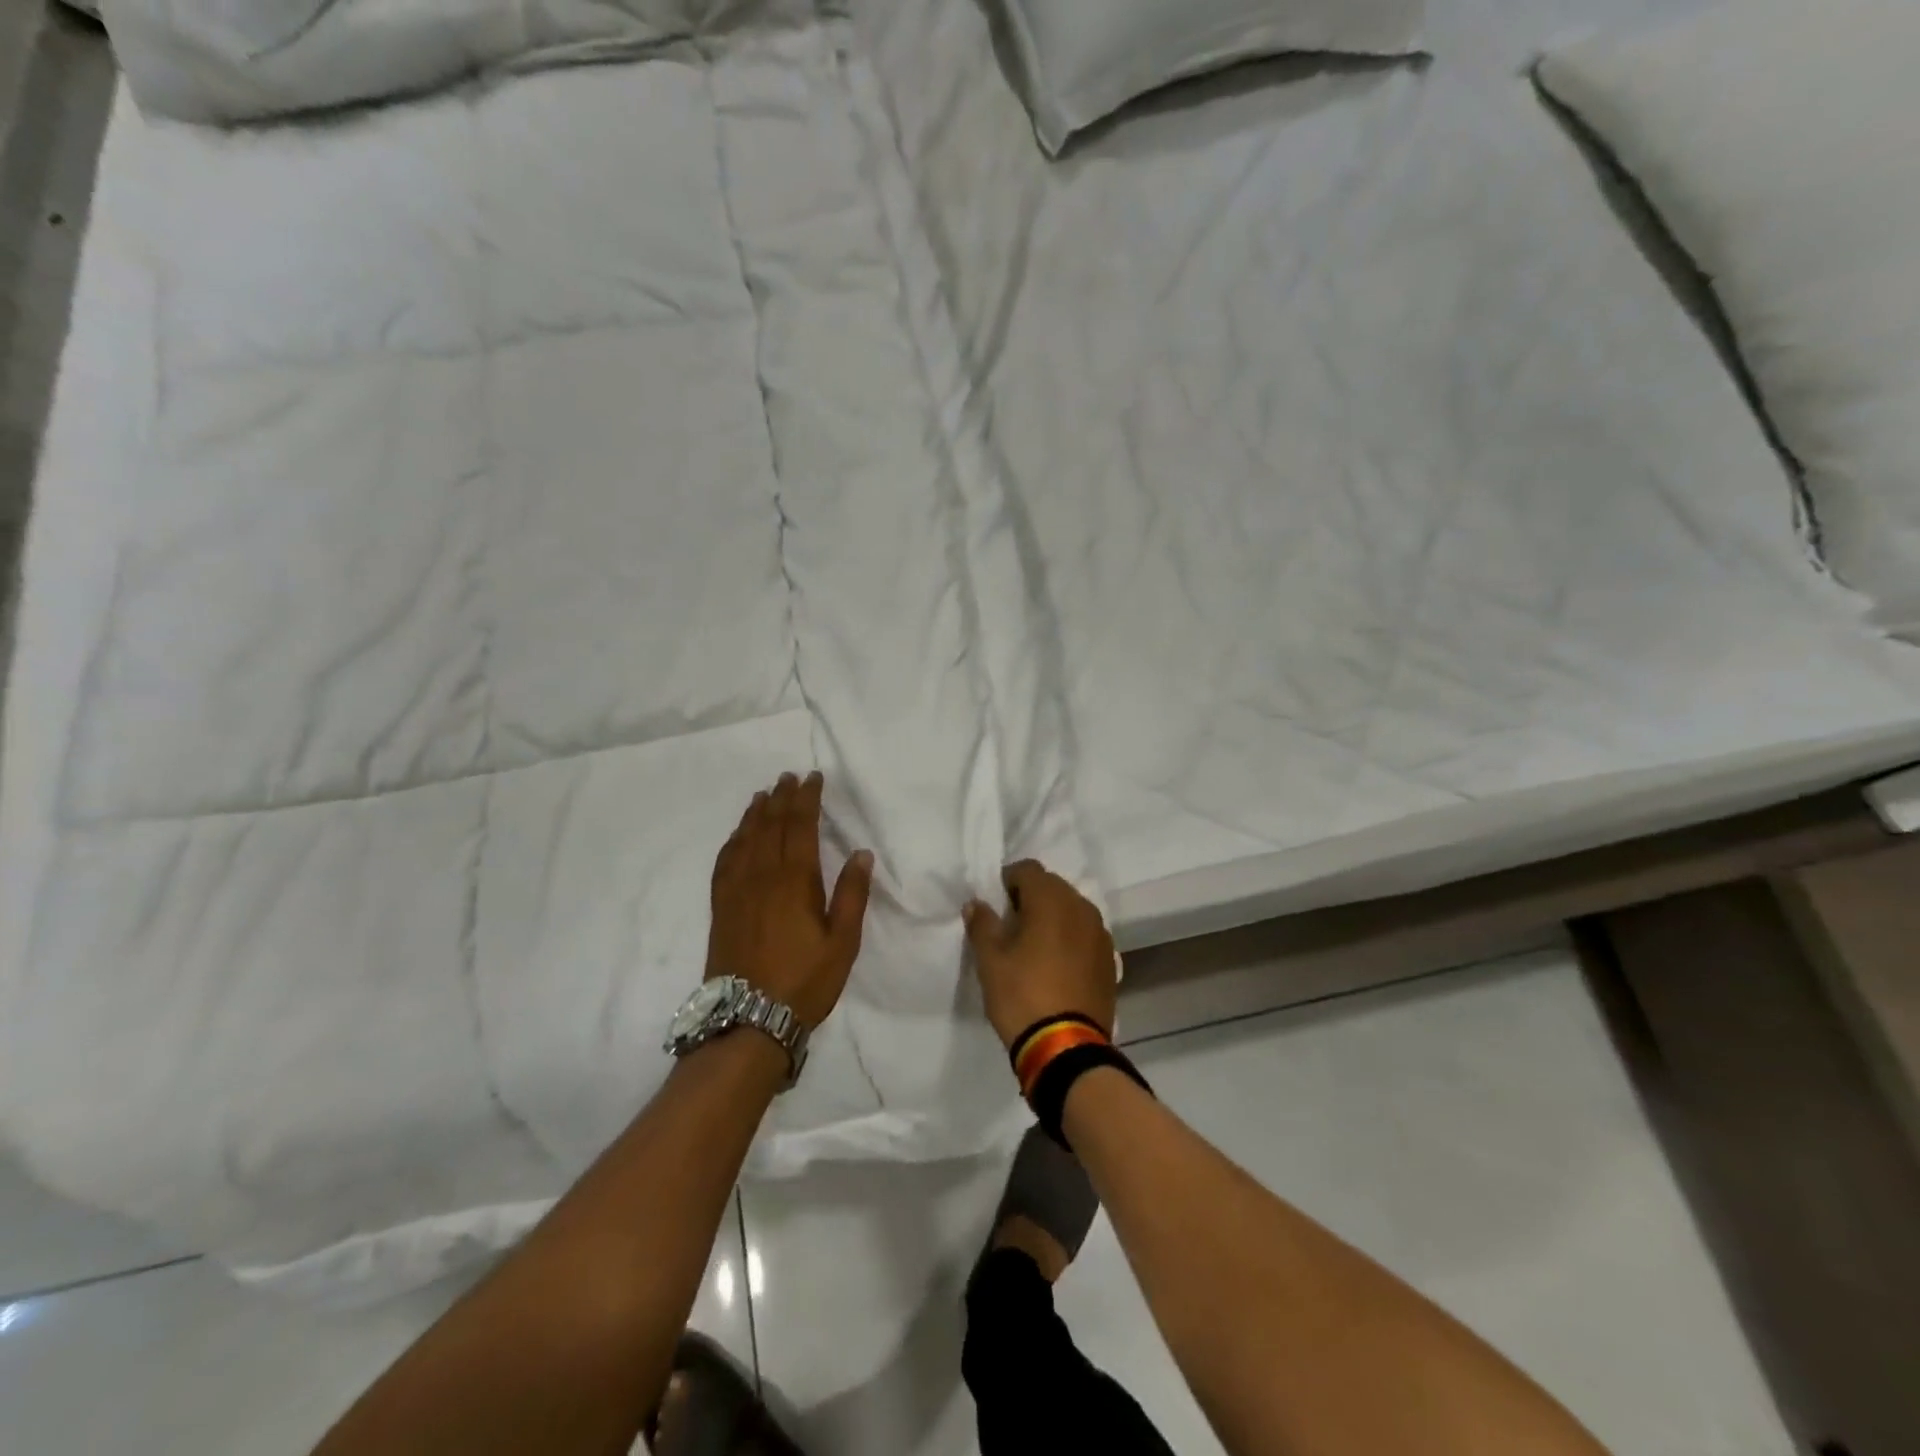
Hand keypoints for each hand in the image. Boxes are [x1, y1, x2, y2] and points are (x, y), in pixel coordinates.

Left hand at [707, 772, 874, 1028]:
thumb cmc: (805, 980)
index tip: (812, 778)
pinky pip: (725, 861)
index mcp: (795, 880)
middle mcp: (763, 875)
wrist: (748, 1018)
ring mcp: (737, 890)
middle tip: (788, 776)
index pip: (800, 826)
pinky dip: (733, 840)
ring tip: (764, 794)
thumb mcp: (843, 941)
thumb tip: (860, 853)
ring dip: (755, 812)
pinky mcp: (721, 906)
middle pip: (771, 825)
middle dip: (782, 797)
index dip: (807, 799)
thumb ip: (852, 894)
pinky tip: (737, 835)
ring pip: (745, 838)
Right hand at [963, 861, 1117, 1051]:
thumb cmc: (1022, 995)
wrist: (1067, 1048)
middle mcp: (1081, 907)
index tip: (995, 905)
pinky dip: (1070, 938)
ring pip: (1072, 909)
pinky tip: (1056, 964)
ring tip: (1034, 945)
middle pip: (1052, 886)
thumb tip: (977, 904)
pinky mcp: (1110, 960)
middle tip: (1011, 925)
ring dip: (1053, 917)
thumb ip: (982, 924)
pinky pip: (1085, 934)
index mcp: (1051, 899)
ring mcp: (1100, 933)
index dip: (1008, 881)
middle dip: (1031, 897)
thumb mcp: (990, 960)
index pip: (1028, 869)